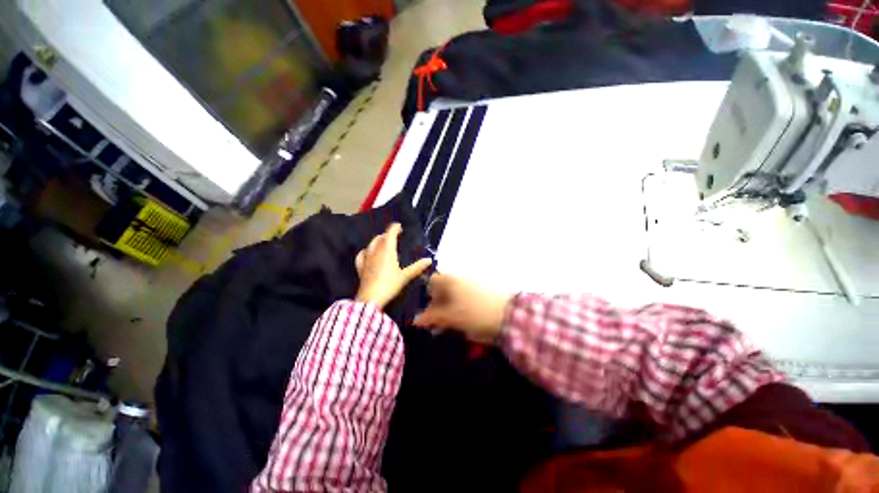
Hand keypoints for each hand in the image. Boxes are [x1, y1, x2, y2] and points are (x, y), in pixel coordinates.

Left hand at [355, 223, 431, 309]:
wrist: (371, 298)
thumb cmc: (390, 285)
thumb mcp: (405, 276)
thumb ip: (417, 267)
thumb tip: (429, 260)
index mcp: (387, 251)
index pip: (389, 234)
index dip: (394, 228)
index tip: (399, 226)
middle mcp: (376, 252)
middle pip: (380, 238)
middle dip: (387, 234)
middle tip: (394, 236)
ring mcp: (366, 259)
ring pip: (370, 244)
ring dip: (377, 241)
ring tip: (383, 243)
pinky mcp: (361, 267)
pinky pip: (362, 255)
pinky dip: (366, 251)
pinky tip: (367, 253)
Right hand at [413, 274, 511, 343]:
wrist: (510, 315)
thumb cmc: (475, 314)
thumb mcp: (451, 317)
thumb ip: (432, 317)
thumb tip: (416, 320)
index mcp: (452, 280)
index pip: (433, 280)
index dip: (429, 295)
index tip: (431, 310)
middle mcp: (461, 278)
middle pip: (444, 287)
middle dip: (439, 302)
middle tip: (441, 320)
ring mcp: (474, 283)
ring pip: (455, 292)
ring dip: (450, 305)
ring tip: (453, 321)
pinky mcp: (484, 289)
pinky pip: (466, 295)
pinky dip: (462, 305)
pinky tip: (466, 317)